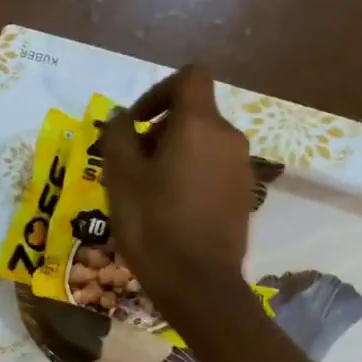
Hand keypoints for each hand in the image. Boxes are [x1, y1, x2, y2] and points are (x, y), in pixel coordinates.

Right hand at [100, 67, 254, 319]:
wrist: (199, 284)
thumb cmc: (154, 225)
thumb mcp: (121, 178)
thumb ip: (118, 136)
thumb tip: (123, 117)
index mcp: (199, 125)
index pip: (190, 77)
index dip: (160, 90)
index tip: (137, 122)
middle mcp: (228, 138)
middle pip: (193, 113)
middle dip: (159, 130)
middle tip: (130, 165)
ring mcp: (240, 167)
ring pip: (202, 143)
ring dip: (172, 154)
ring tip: (146, 191)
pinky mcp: (243, 194)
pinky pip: (212, 168)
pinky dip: (190, 174)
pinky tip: (169, 209)